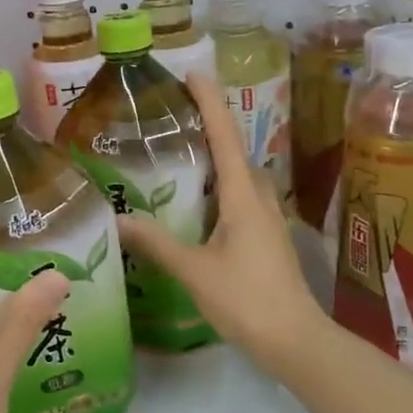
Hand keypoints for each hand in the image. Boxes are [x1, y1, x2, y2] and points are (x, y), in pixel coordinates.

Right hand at [116, 73, 325, 370]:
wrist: (294, 340)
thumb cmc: (246, 300)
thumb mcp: (194, 270)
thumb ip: (157, 243)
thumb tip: (118, 220)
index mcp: (243, 196)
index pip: (225, 136)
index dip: (210, 102)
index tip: (193, 73)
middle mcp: (259, 198)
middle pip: (234, 151)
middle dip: (210, 126)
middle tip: (174, 115)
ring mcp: (267, 219)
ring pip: (239, 176)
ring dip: (215, 158)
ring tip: (181, 153)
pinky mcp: (267, 239)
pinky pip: (240, 198)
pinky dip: (218, 187)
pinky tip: (197, 203)